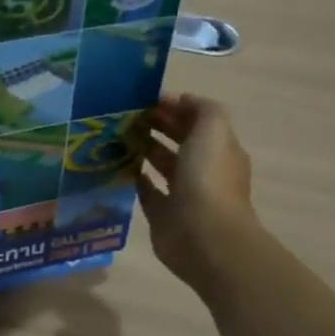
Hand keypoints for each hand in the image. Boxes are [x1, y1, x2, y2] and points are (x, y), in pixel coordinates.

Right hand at [137, 94, 256, 293]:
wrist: (203, 236)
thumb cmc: (208, 179)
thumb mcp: (213, 131)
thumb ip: (202, 109)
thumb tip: (181, 100)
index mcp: (219, 149)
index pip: (196, 121)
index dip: (174, 107)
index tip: (144, 99)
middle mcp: (203, 170)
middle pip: (179, 141)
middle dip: (156, 126)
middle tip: (124, 115)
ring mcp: (183, 194)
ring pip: (162, 165)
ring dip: (143, 149)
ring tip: (115, 136)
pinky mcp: (163, 215)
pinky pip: (147, 191)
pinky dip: (135, 178)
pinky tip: (117, 166)